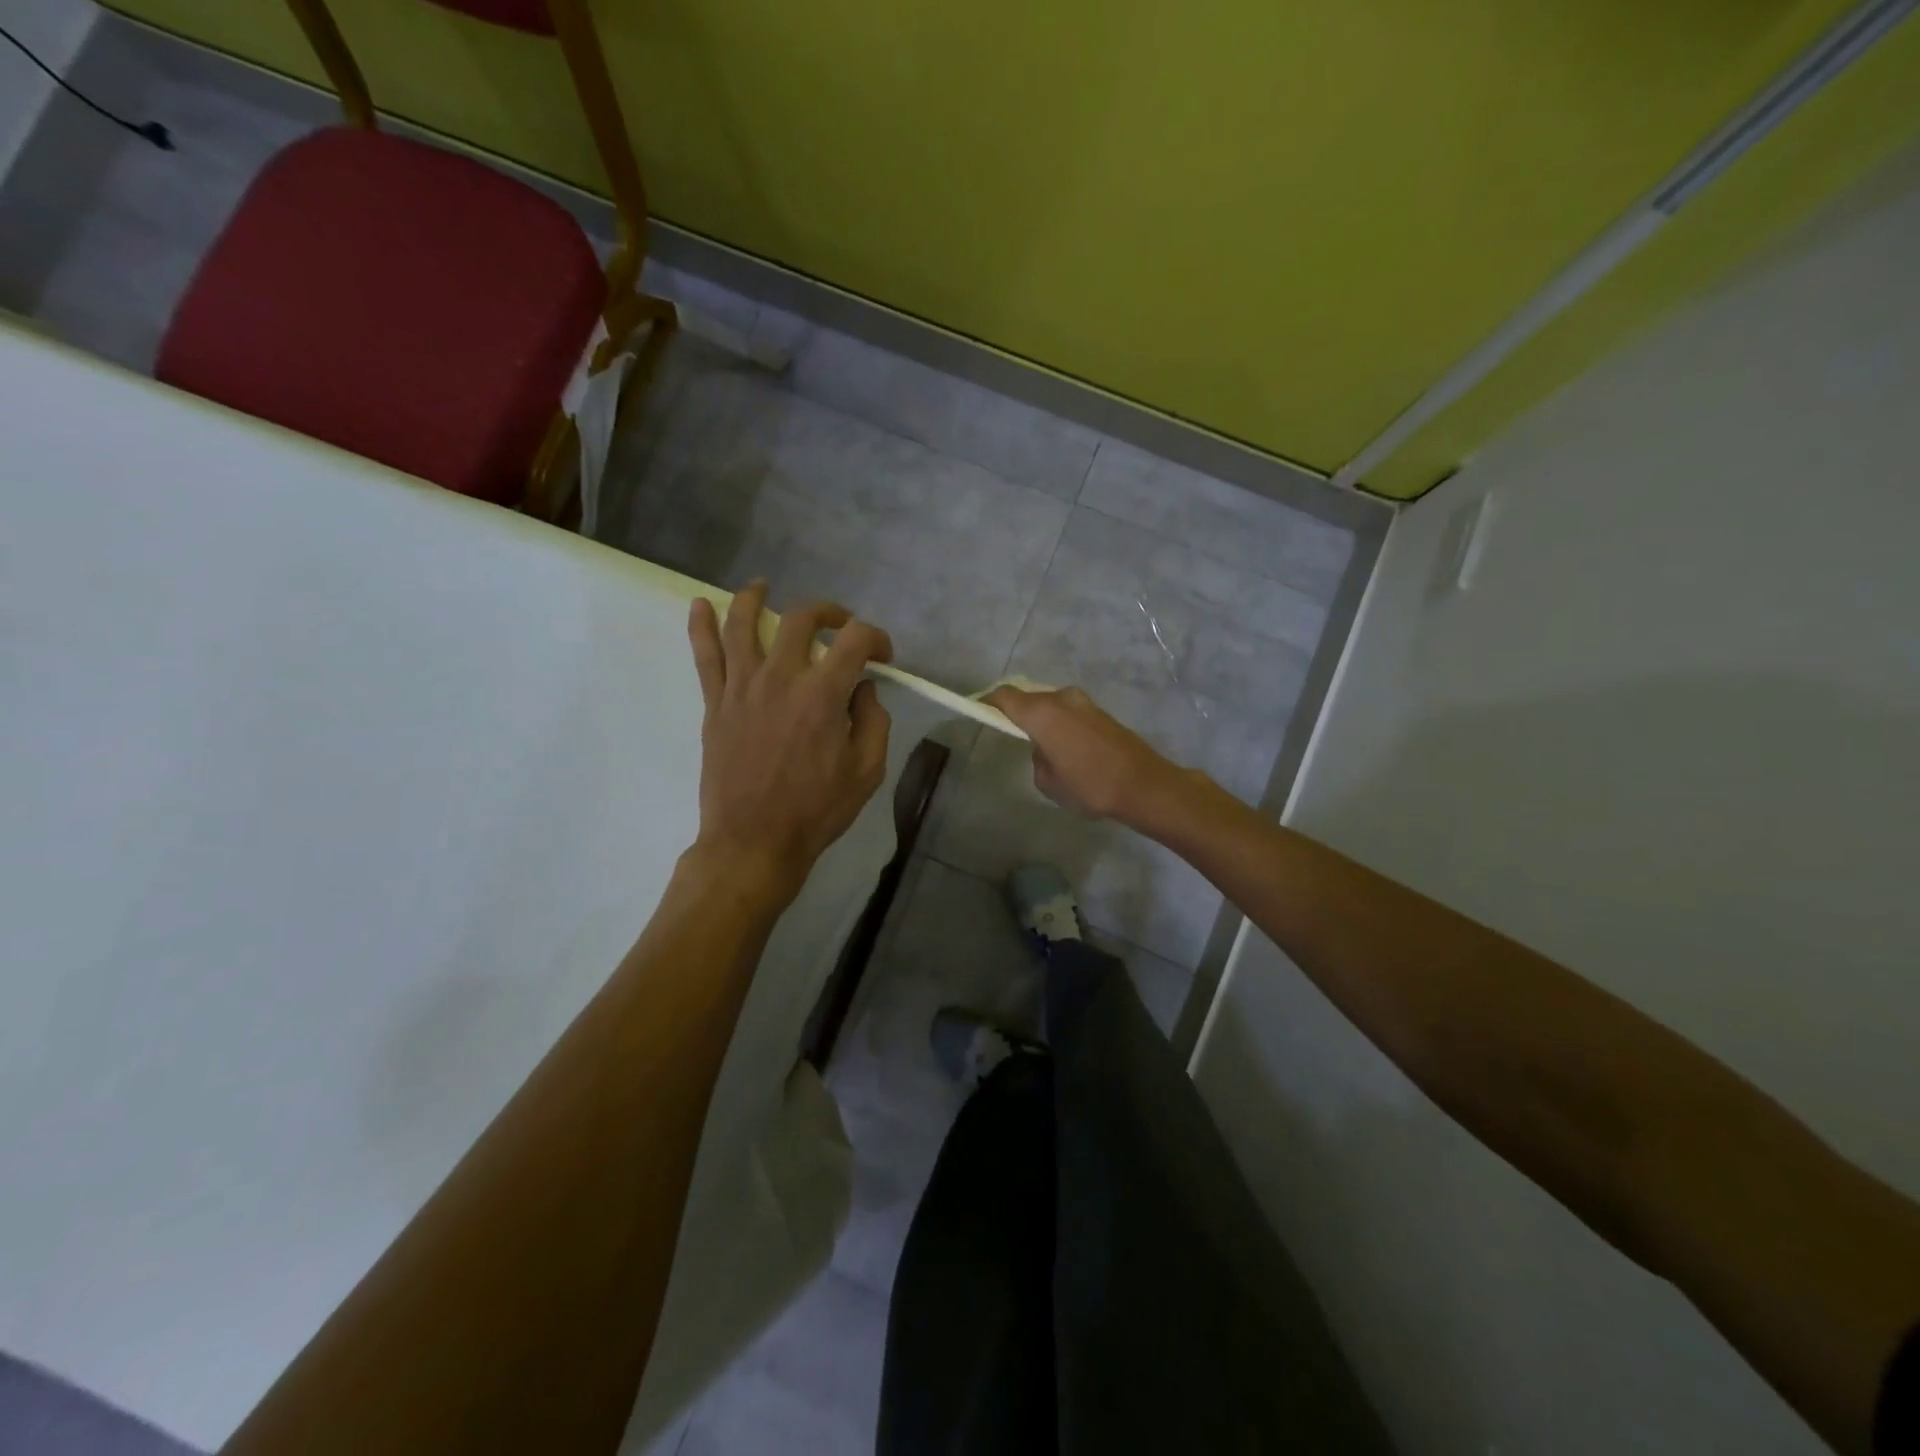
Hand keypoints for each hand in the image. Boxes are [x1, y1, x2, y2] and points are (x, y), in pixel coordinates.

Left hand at [687, 581, 892, 896]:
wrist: (753, 841)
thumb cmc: (816, 811)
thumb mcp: (866, 771)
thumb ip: (873, 722)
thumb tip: (863, 691)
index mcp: (823, 694)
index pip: (855, 640)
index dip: (877, 638)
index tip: (884, 657)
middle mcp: (781, 677)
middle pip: (801, 619)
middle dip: (828, 612)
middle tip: (840, 625)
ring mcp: (742, 687)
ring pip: (743, 623)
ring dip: (756, 598)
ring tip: (764, 586)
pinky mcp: (716, 703)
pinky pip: (704, 655)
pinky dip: (700, 625)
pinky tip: (699, 604)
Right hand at [984, 684, 1191, 823]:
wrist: (1143, 785)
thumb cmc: (1089, 785)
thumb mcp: (1048, 782)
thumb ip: (1037, 758)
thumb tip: (1044, 748)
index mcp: (1042, 713)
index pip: (1005, 696)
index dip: (988, 702)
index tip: (979, 711)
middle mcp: (1061, 699)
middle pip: (1029, 697)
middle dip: (1016, 711)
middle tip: (1008, 731)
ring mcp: (1084, 702)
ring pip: (1051, 704)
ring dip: (1041, 717)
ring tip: (1040, 744)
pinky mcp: (1101, 712)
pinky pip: (1068, 712)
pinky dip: (1060, 723)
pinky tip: (1064, 747)